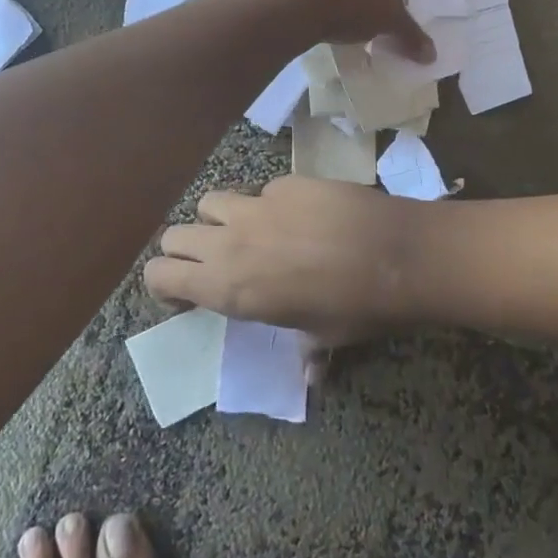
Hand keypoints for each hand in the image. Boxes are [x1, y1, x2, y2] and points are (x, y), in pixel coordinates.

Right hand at [146, 176, 421, 345]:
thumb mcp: (324, 337)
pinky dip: (266, 204)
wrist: (398, 253)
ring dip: (218, 219)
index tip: (189, 294)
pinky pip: (260, 191)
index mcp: (229, 288)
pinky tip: (298, 216)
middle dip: (186, 250)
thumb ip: (305, 351)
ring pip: (209, 202)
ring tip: (248, 232)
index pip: (160, 276)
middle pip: (173, 235)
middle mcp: (231, 243)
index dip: (166, 286)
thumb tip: (312, 375)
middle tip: (215, 263)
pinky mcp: (286, 182)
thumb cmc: (357, 308)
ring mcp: (257, 205)